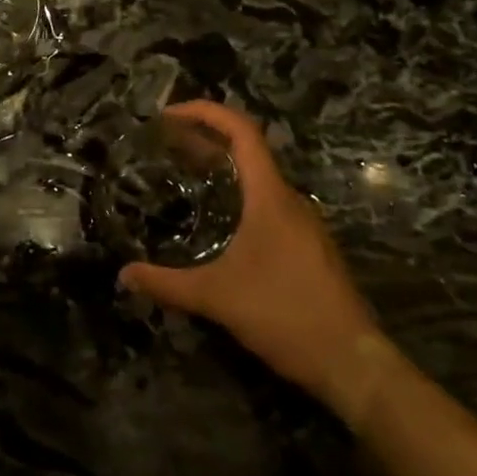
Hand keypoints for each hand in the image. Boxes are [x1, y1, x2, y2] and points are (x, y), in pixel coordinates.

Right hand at [120, 102, 394, 416]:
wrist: (352, 363)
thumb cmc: (285, 315)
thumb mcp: (218, 298)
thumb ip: (168, 284)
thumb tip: (124, 275)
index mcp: (270, 196)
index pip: (241, 131)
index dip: (205, 112)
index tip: (169, 115)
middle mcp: (289, 199)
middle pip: (247, 149)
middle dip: (205, 139)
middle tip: (165, 144)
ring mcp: (302, 222)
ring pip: (258, 178)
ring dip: (222, 167)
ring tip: (184, 174)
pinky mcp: (307, 245)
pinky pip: (268, 202)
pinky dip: (238, 194)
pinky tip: (218, 220)